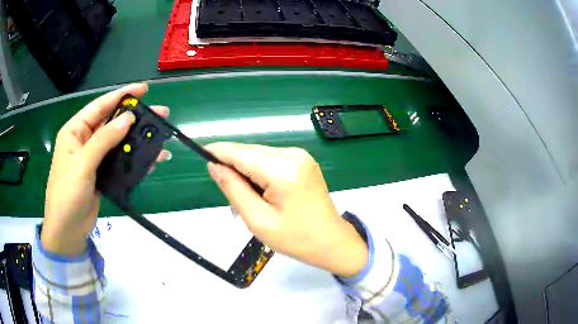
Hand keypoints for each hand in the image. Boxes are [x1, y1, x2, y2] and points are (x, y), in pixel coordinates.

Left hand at [42, 83, 170, 255]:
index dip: (121, 96)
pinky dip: (134, 160)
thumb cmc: (67, 194)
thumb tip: (128, 118)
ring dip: (137, 141)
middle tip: (160, 115)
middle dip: (135, 118)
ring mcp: (94, 158)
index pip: (100, 106)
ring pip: (118, 143)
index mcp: (75, 131)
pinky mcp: (101, 174)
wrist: (67, 230)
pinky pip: (119, 161)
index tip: (143, 89)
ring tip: (160, 139)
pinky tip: (150, 161)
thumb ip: (104, 140)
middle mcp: (85, 140)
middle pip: (112, 123)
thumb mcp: (83, 163)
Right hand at [205, 143, 367, 277]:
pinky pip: (271, 159)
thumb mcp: (258, 220)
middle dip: (233, 166)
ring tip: (247, 199)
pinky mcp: (303, 160)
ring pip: (259, 154)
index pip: (241, 153)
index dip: (219, 151)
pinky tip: (261, 192)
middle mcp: (293, 155)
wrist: (332, 242)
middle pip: (250, 152)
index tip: (200, 153)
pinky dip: (259, 172)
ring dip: (246, 171)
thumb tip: (214, 165)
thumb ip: (233, 189)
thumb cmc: (296, 239)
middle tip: (229, 194)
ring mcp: (301, 156)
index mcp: (283, 170)